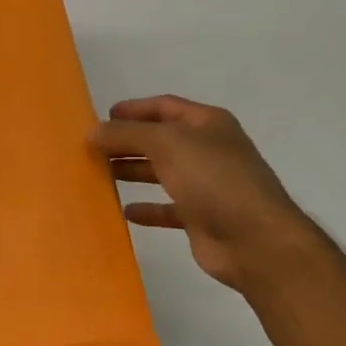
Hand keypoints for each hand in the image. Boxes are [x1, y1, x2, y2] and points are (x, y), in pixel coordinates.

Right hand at [93, 95, 313, 290]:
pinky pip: (167, 208)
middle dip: (127, 142)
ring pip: (161, 173)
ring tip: (99, 175)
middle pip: (160, 140)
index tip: (100, 119)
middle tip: (91, 149)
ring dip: (132, 171)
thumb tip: (93, 132)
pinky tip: (125, 211)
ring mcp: (206, 185)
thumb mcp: (166, 144)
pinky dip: (147, 208)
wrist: (254, 239)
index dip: (133, 109)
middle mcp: (208, 150)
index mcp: (207, 124)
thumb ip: (127, 134)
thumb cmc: (213, 179)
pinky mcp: (200, 217)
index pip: (164, 107)